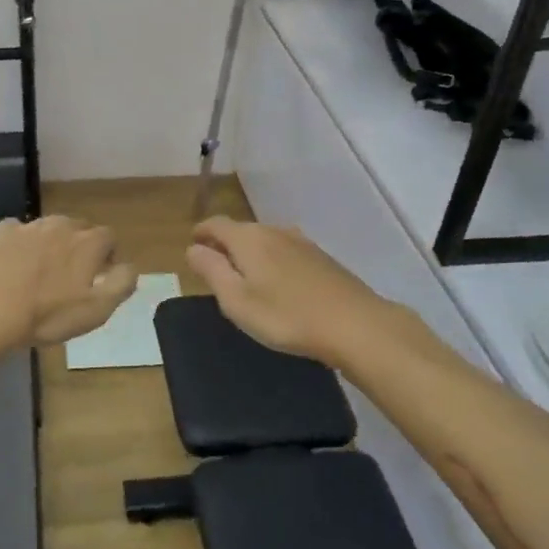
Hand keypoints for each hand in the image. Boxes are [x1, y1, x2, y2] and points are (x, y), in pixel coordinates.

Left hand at [0, 216, 137, 353]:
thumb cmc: (46, 315)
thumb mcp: (96, 310)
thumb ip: (122, 284)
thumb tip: (130, 267)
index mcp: (88, 242)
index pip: (109, 237)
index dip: (107, 256)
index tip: (99, 277)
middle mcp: (60, 225)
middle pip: (78, 229)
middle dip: (79, 247)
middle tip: (69, 276)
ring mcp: (27, 226)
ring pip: (47, 229)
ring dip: (50, 244)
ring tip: (39, 272)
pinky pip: (17, 232)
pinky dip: (19, 244)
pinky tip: (11, 266)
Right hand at [185, 217, 394, 366]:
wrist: (355, 325)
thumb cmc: (286, 316)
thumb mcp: (236, 300)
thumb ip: (212, 271)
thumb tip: (193, 248)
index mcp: (249, 238)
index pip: (216, 224)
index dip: (201, 232)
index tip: (192, 244)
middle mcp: (274, 231)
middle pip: (241, 230)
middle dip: (225, 244)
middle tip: (214, 267)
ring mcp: (302, 242)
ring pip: (266, 240)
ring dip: (250, 253)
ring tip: (244, 277)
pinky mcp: (322, 258)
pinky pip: (285, 251)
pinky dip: (272, 261)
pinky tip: (278, 284)